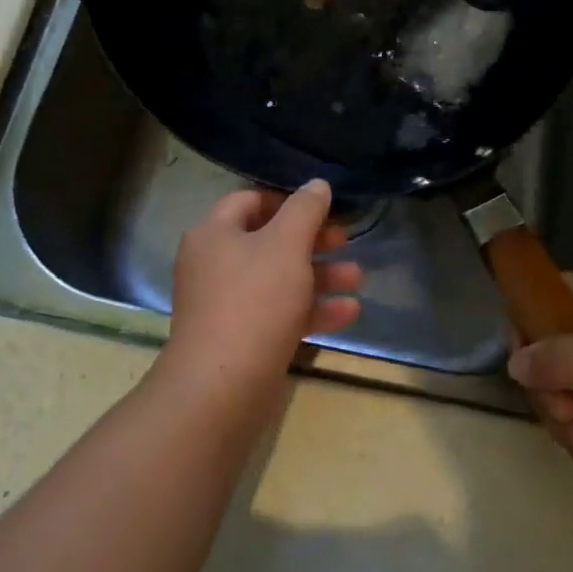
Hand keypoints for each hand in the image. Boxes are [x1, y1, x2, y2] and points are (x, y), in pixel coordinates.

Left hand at [161, 181, 362, 391]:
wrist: (222, 386)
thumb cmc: (254, 300)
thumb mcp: (287, 245)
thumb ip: (305, 210)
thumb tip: (316, 184)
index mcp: (214, 234)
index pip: (249, 201)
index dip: (286, 200)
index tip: (322, 207)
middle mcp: (214, 265)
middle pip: (268, 241)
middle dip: (312, 241)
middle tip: (345, 240)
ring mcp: (226, 305)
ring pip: (279, 280)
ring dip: (320, 276)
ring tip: (358, 278)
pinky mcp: (241, 339)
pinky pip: (279, 314)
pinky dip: (311, 310)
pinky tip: (349, 313)